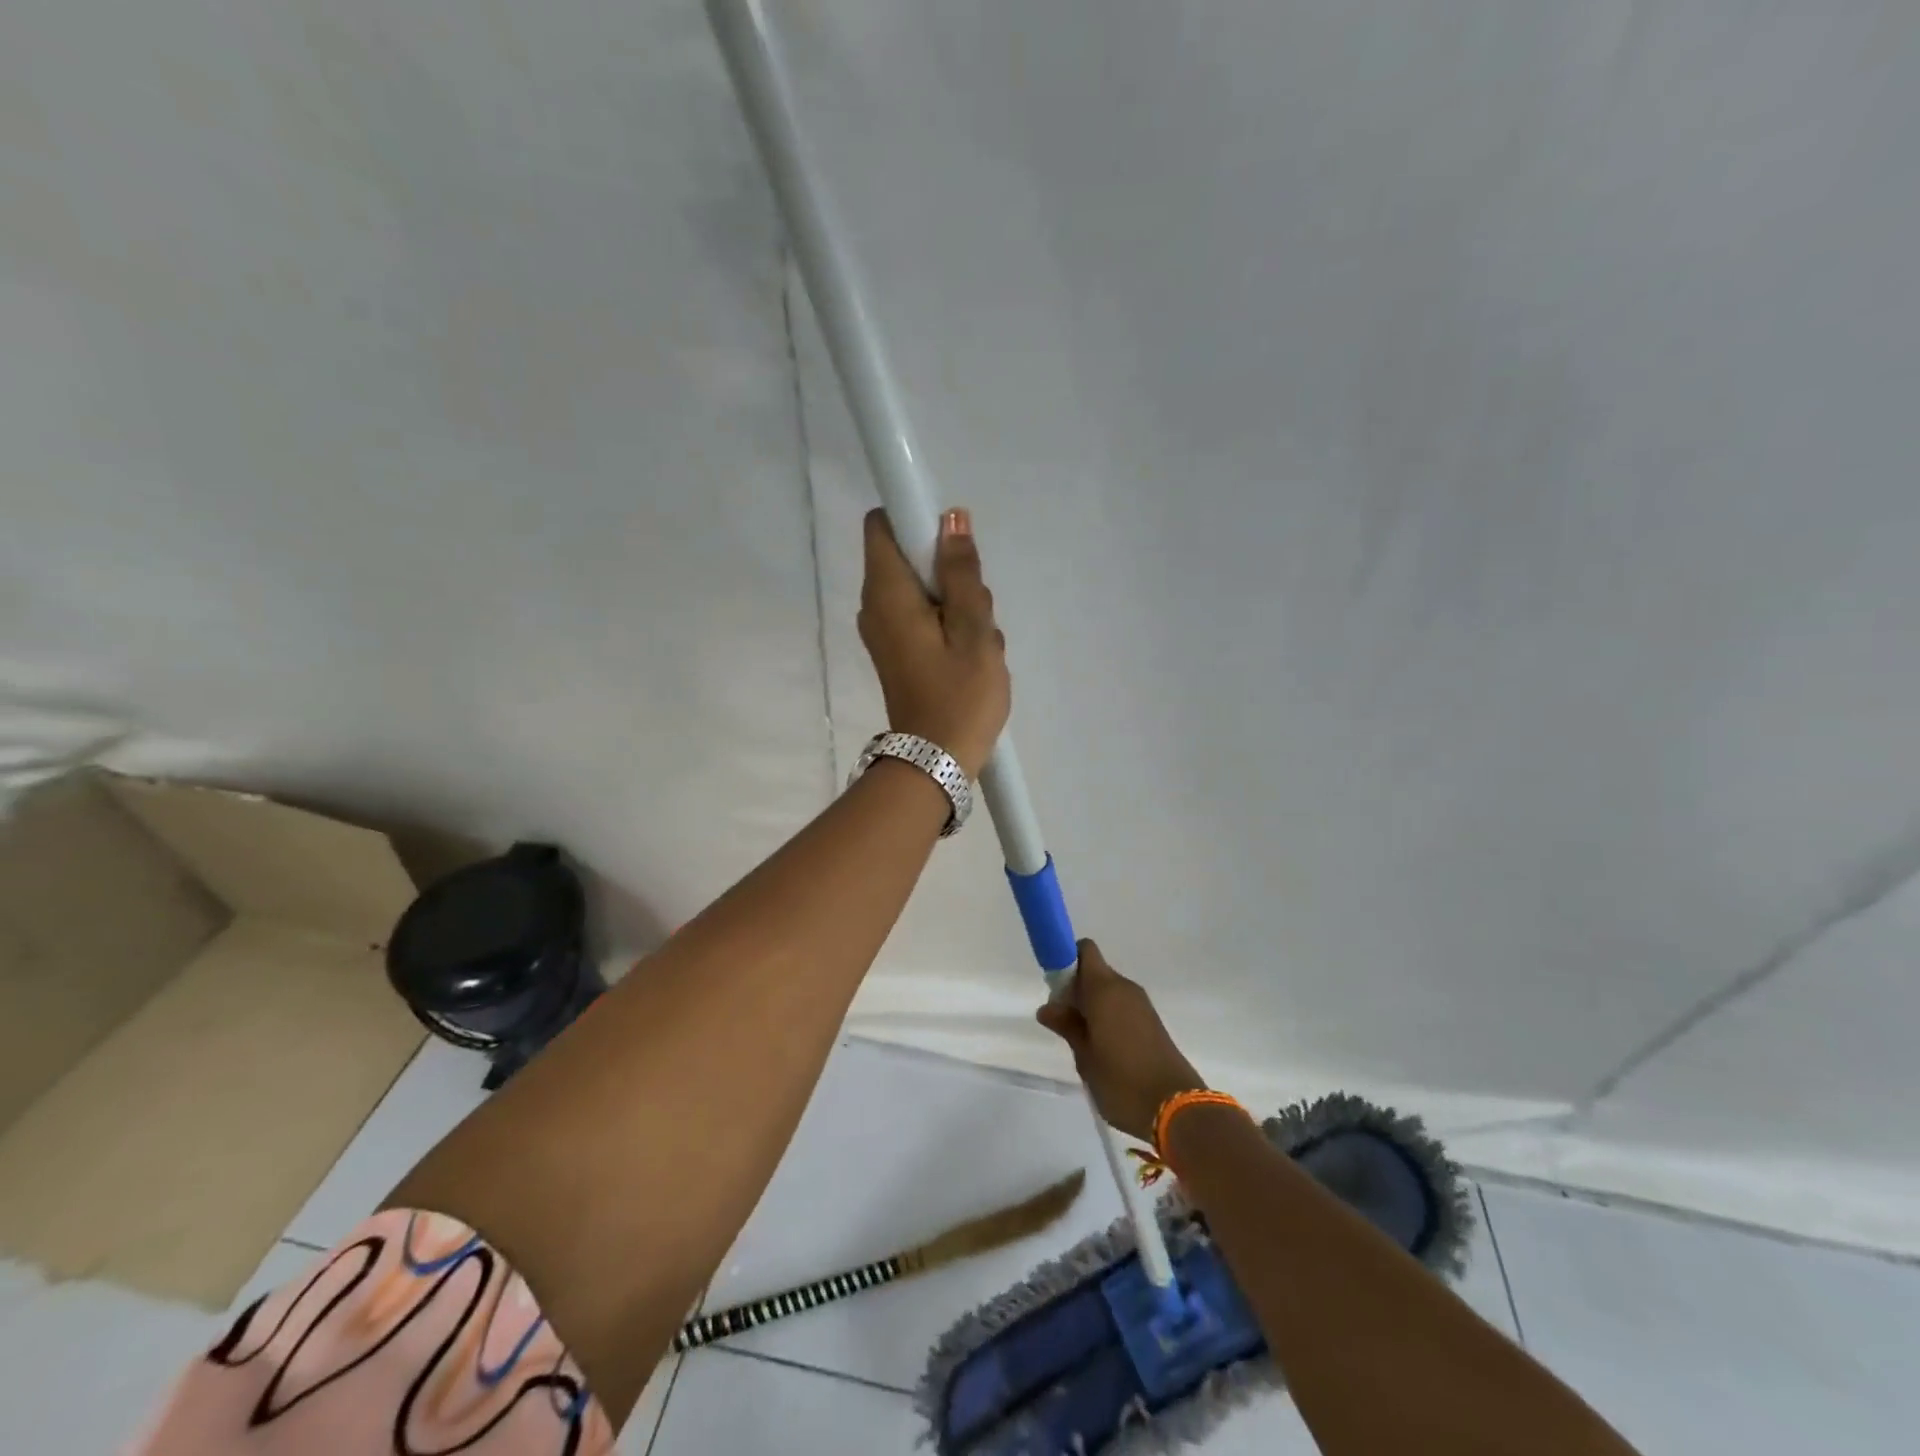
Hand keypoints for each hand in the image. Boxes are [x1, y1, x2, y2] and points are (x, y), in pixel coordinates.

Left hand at [858, 507, 1010, 779]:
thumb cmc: (959, 696)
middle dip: (949, 572)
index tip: (952, 546)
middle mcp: (876, 606)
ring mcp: (886, 631)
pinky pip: (926, 618)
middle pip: (910, 558)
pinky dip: (951, 626)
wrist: (936, 762)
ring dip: (958, 604)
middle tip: (976, 611)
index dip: (915, 519)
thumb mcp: (973, 630)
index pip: (882, 525)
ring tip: (978, 642)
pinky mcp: (899, 652)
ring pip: (925, 591)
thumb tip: (950, 518)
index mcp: (887, 593)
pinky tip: (971, 657)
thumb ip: (962, 571)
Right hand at [1036, 939, 1205, 1143]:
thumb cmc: (1121, 1081)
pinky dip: (1108, 1016)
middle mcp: (1125, 988)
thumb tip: (1047, 1007)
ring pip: (1108, 990)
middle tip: (1063, 1021)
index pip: (1084, 950)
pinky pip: (1122, 1005)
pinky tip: (1103, 1047)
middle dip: (1076, 988)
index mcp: (1104, 989)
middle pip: (1094, 971)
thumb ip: (1067, 1026)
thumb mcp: (1085, 1057)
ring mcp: (1141, 1004)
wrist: (1177, 1109)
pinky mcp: (1152, 1022)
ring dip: (1092, 1004)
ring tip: (1082, 1039)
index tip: (1055, 989)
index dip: (1066, 961)